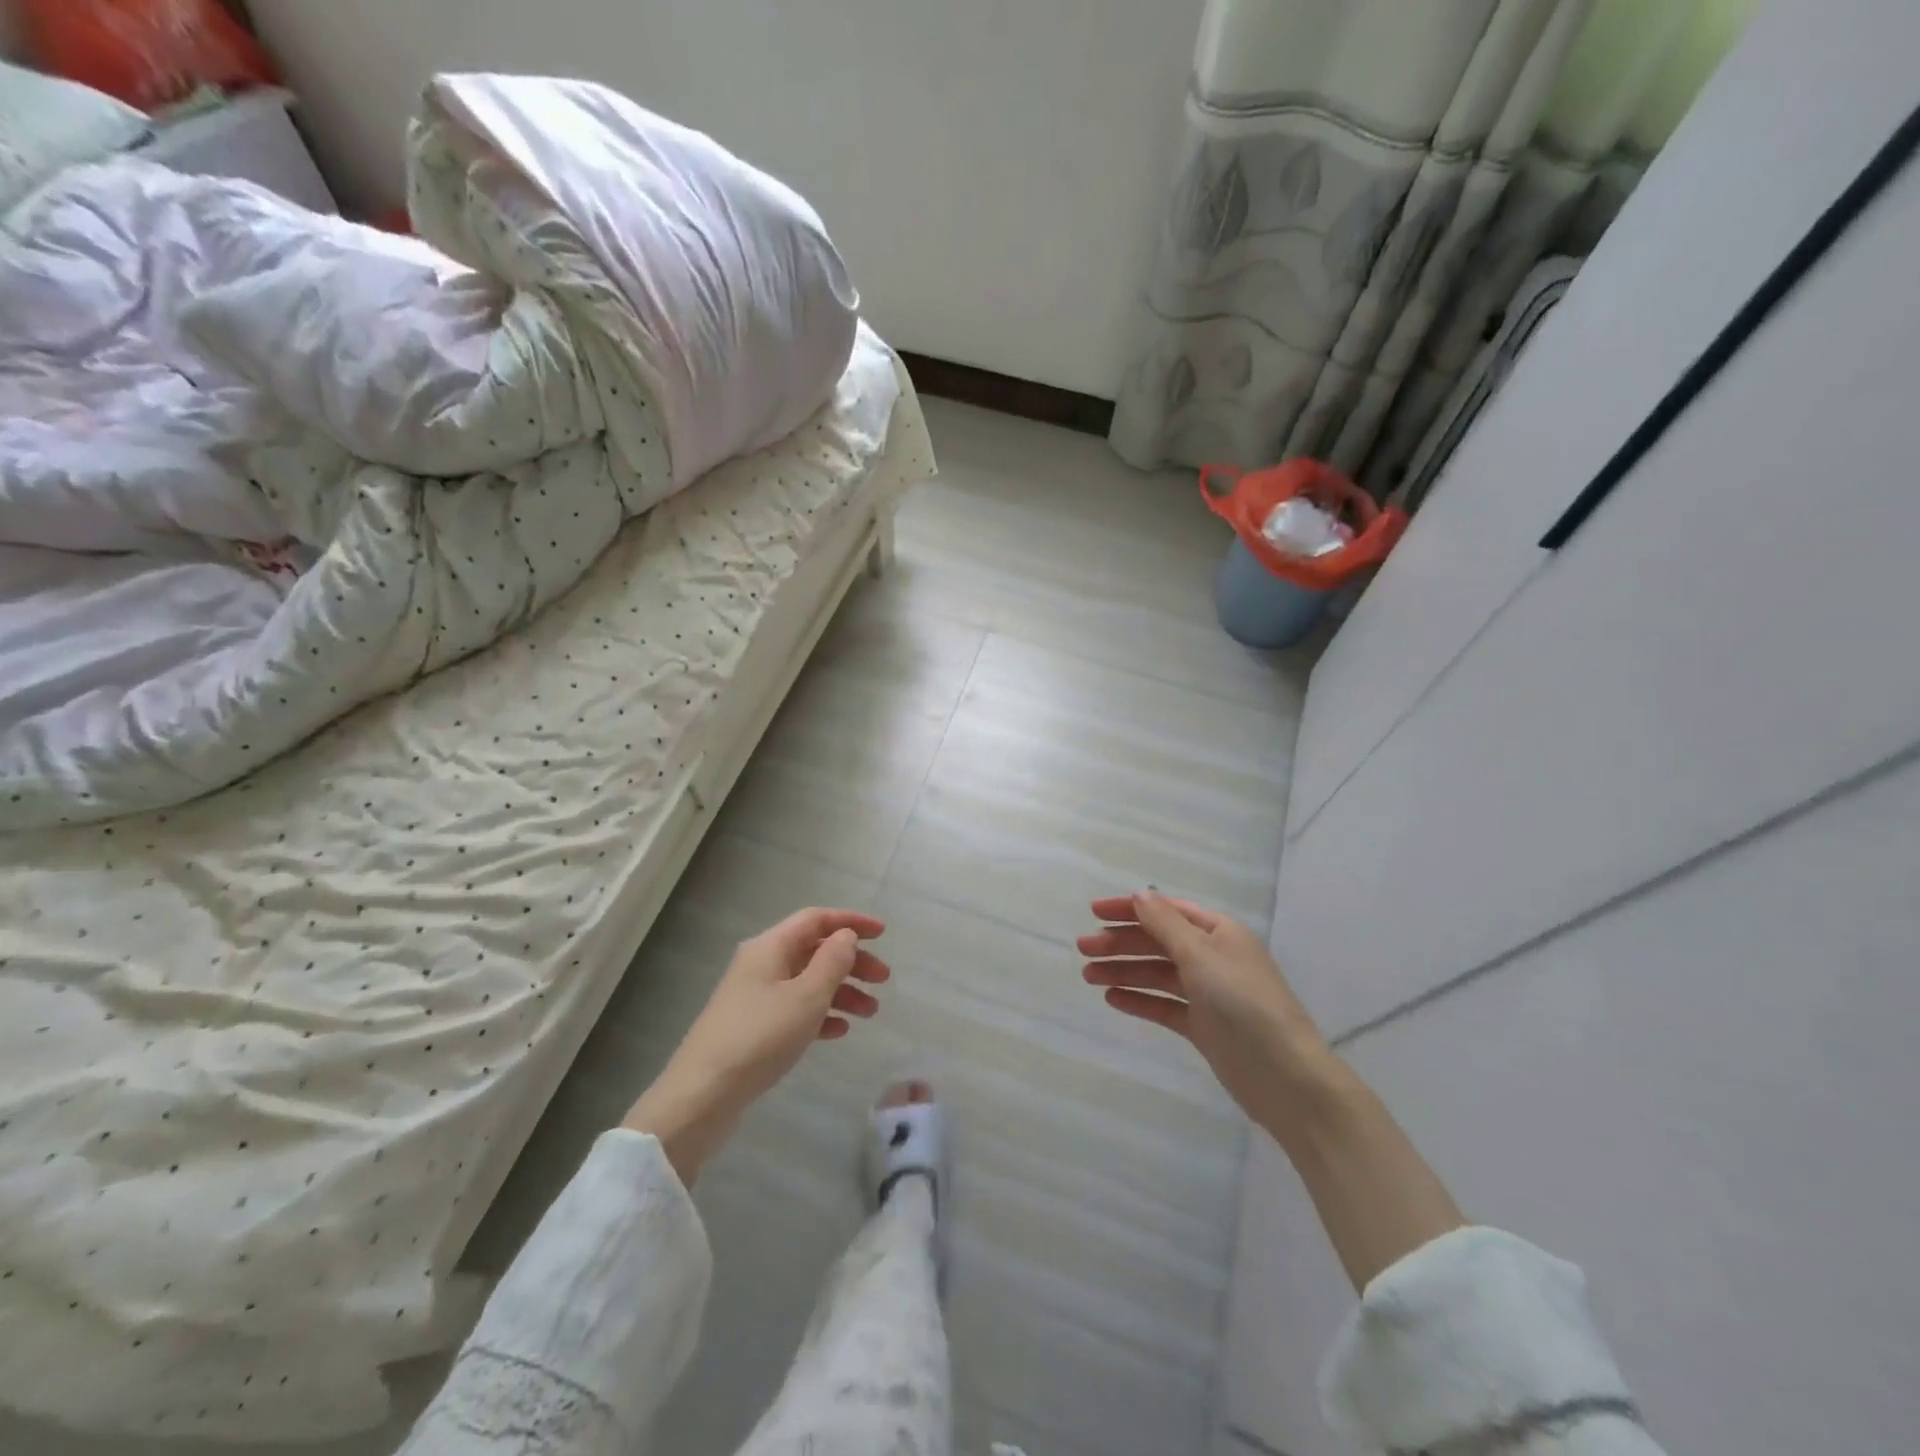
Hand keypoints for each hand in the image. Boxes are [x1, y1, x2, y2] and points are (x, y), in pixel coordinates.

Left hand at [624, 908, 888, 1182]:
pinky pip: (795, 1008)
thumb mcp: (806, 996)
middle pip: (814, 950)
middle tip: (883, 981)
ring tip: (871, 1012)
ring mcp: (755, 996)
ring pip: (807, 981)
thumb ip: (832, 961)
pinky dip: (820, 1014)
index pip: (816, 919)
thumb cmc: (760, 1037)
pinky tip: (839, 1032)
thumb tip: (845, 935)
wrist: (702, 1095)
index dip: (851, 922)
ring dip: (841, 991)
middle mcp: (761, 964)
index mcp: (770, 947)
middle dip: (852, 961)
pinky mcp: (753, 1026)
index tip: (884, 933)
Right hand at [1083, 891, 1466, 1290]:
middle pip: (1158, 942)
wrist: (1285, 1077)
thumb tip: (1140, 894)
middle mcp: (1213, 957)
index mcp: (1219, 932)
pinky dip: (1139, 1000)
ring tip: (1088, 976)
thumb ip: (1165, 924)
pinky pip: (1164, 1005)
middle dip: (1121, 942)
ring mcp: (1208, 993)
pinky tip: (1112, 998)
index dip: (1130, 908)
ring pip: (1157, 974)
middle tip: (1083, 949)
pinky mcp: (1204, 1026)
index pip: (1167, 910)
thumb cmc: (1243, 1003)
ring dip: (1124, 970)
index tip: (1093, 911)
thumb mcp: (1200, 955)